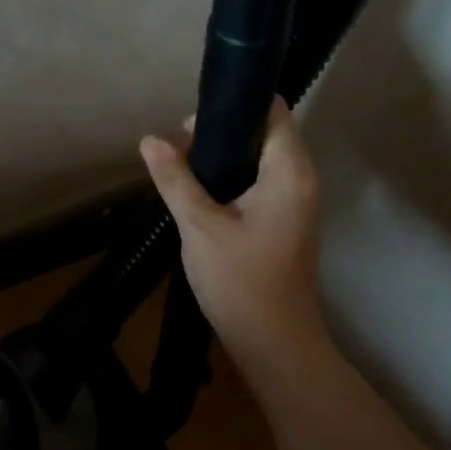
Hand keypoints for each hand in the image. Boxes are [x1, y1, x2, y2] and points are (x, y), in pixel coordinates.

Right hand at [139, 97, 326, 362]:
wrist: (272, 342)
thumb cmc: (239, 281)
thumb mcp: (199, 225)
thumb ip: (175, 179)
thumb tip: (150, 140)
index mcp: (290, 172)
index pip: (273, 111)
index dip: (233, 107)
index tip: (190, 124)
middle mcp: (300, 179)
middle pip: (264, 132)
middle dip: (219, 133)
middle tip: (177, 151)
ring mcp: (295, 202)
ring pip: (259, 159)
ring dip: (222, 158)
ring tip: (181, 170)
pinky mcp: (283, 221)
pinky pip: (258, 183)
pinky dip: (230, 179)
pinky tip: (198, 194)